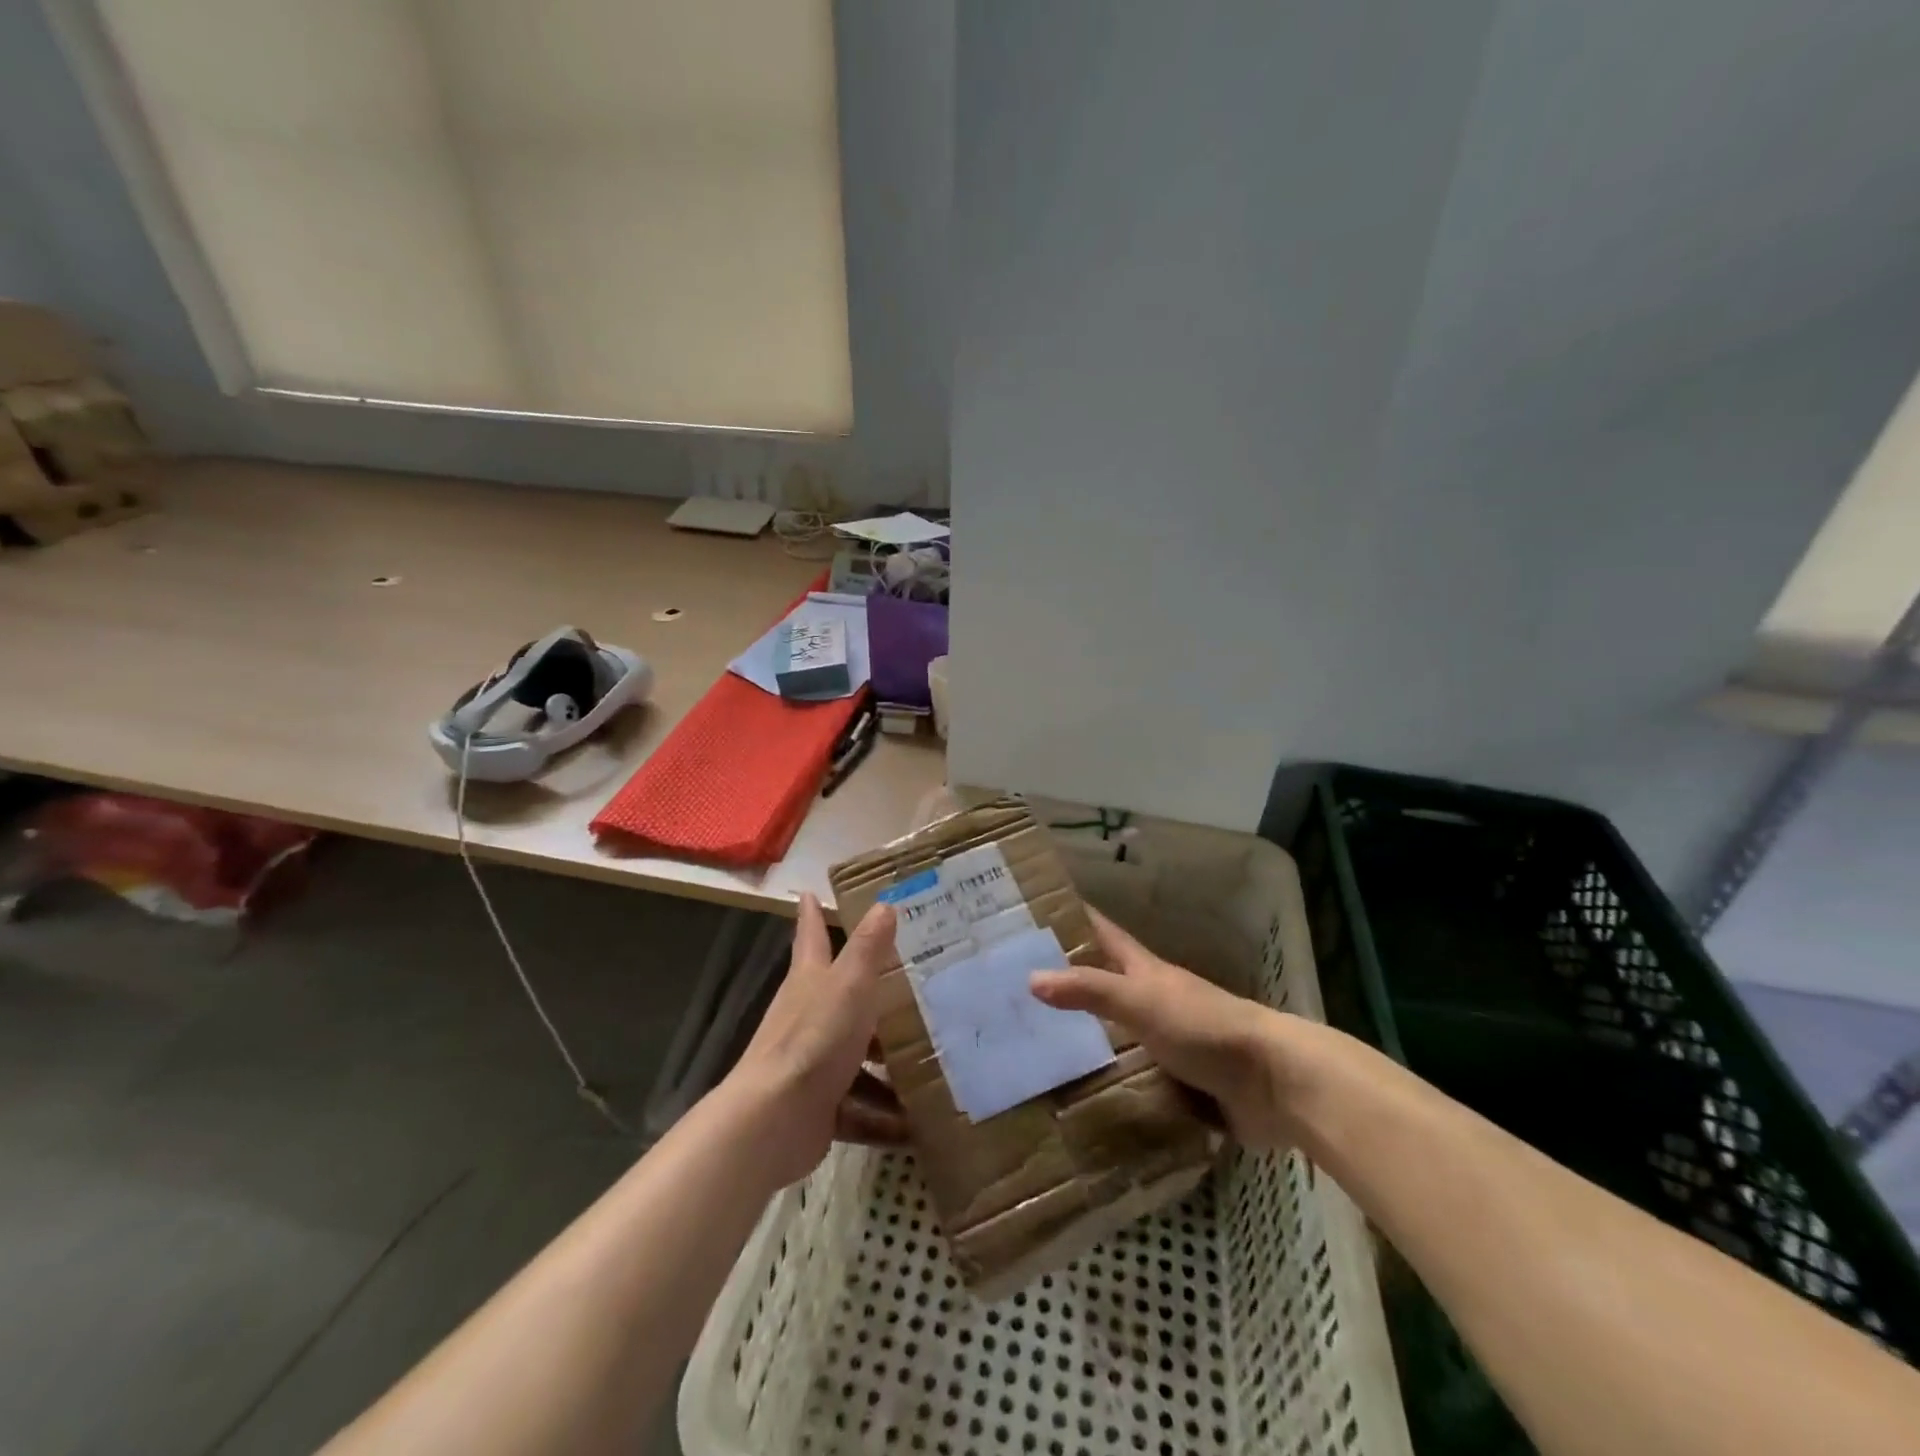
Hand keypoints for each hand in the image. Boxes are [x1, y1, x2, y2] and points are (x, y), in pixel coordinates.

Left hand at [722, 894, 903, 1185]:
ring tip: (933, 1060)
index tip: (810, 892)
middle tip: (915, 984)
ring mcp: (813, 1063)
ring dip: (887, 1061)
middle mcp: (808, 1016)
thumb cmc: (814, 1039)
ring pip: (857, 1055)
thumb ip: (868, 948)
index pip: (811, 935)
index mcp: (810, 980)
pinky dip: (884, 1116)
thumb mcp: (849, 985)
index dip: (812, 914)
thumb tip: (884, 904)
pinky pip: (859, 1107)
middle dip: (871, 992)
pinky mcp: (819, 1106)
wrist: (774, 1120)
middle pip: (841, 996)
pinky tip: (916, 1126)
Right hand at [1030, 908, 1293, 1146]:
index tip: (1036, 910)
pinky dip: (1111, 1082)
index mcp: (1147, 971)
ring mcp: (1170, 1041)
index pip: (1104, 934)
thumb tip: (1032, 978)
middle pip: (1107, 982)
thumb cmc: (1204, 1027)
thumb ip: (1090, 990)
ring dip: (1087, 1037)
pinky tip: (1081, 1097)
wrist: (1274, 1081)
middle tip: (1019, 988)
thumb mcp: (1141, 1002)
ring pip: (1119, 1032)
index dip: (1075, 919)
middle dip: (1070, 981)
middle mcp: (1156, 1000)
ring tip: (1037, 1048)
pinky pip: (1135, 1077)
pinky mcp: (1181, 1081)